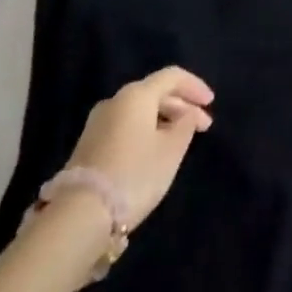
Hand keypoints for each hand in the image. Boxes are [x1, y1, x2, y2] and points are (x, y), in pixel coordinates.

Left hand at [66, 66, 214, 229]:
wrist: (80, 215)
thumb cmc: (135, 174)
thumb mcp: (172, 150)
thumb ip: (186, 125)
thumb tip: (187, 113)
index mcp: (136, 95)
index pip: (172, 76)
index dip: (195, 86)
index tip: (211, 103)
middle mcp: (115, 101)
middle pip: (155, 92)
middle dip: (182, 106)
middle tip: (203, 126)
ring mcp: (98, 123)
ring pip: (140, 111)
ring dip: (164, 120)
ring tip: (181, 140)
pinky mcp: (89, 145)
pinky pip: (126, 126)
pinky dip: (146, 130)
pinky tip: (155, 150)